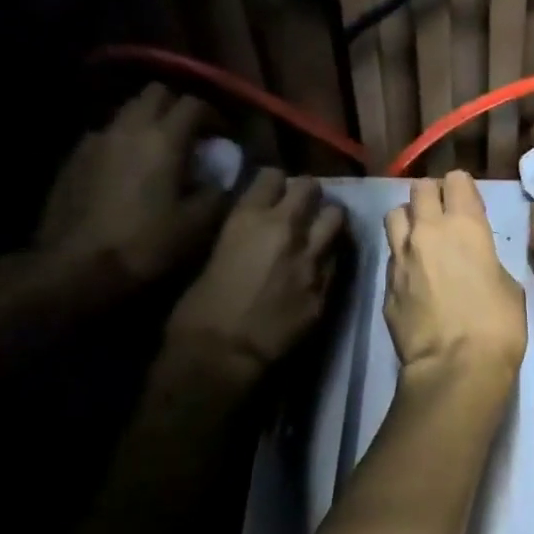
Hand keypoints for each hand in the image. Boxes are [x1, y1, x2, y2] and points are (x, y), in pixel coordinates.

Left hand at [36, 84, 221, 286]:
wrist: (75, 268)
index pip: (195, 103)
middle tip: (193, 135)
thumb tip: (226, 174)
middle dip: (178, 106)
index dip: (215, 115)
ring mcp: (96, 139)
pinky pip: (107, 133)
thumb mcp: (199, 223)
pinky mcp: (74, 157)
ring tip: (162, 151)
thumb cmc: (146, 243)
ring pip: (128, 110)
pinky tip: (130, 169)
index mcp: (163, 139)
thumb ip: (219, 190)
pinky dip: (124, 140)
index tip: (225, 137)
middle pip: (156, 93)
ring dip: (150, 121)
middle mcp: (128, 127)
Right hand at [165, 169, 345, 375]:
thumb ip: (240, 234)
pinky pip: (337, 258)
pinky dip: (330, 256)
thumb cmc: (196, 310)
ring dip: (327, 220)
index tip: (273, 190)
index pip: (273, 175)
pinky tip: (321, 265)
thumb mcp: (212, 255)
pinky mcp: (327, 286)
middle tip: (301, 206)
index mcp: (249, 218)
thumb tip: (253, 228)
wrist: (221, 357)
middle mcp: (287, 229)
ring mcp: (312, 258)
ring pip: (336, 217)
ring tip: (319, 229)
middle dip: (307, 194)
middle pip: (312, 188)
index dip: (274, 182)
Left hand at [384, 172, 526, 387]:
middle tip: (443, 216)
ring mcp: (401, 256)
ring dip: (408, 219)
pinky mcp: (386, 284)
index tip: (469, 204)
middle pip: (420, 189)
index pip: (457, 180)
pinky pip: (391, 255)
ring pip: (395, 215)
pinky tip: (414, 277)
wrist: (454, 367)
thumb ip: (488, 260)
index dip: (463, 189)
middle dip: (432, 196)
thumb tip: (477, 262)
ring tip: (420, 238)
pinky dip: (401, 257)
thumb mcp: (509, 285)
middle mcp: (428, 231)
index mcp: (466, 225)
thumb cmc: (497, 325)